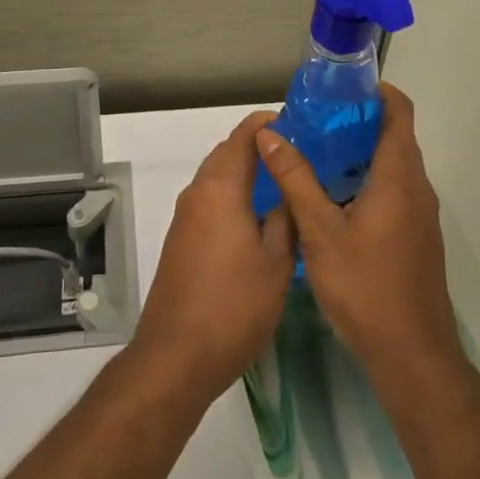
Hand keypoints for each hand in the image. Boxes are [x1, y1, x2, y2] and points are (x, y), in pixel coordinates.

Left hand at [131, 111, 296, 405]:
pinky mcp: (181, 239)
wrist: (177, 355)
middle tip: (301, 153)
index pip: (244, 135)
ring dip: (246, 172)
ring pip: (218, 177)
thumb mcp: (277, 262)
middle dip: (260, 146)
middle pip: (228, 152)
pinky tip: (260, 215)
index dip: (271, 123)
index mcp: (221, 188)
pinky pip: (211, 200)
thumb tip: (289, 192)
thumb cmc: (234, 305)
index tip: (302, 123)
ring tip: (286, 182)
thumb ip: (286, 219)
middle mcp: (198, 193)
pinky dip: (234, 195)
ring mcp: (185, 217)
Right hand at [257, 85, 461, 391]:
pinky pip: (392, 190)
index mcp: (398, 177)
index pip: (399, 111)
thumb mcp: (319, 232)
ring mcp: (419, 214)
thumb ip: (295, 180)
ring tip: (314, 152)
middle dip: (356, 121)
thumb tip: (269, 134)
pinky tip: (330, 197)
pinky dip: (365, 180)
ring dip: (358, 153)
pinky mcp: (415, 235)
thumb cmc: (365, 288)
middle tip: (312, 119)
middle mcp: (416, 188)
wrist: (412, 355)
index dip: (374, 90)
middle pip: (394, 135)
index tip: (338, 88)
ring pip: (392, 165)